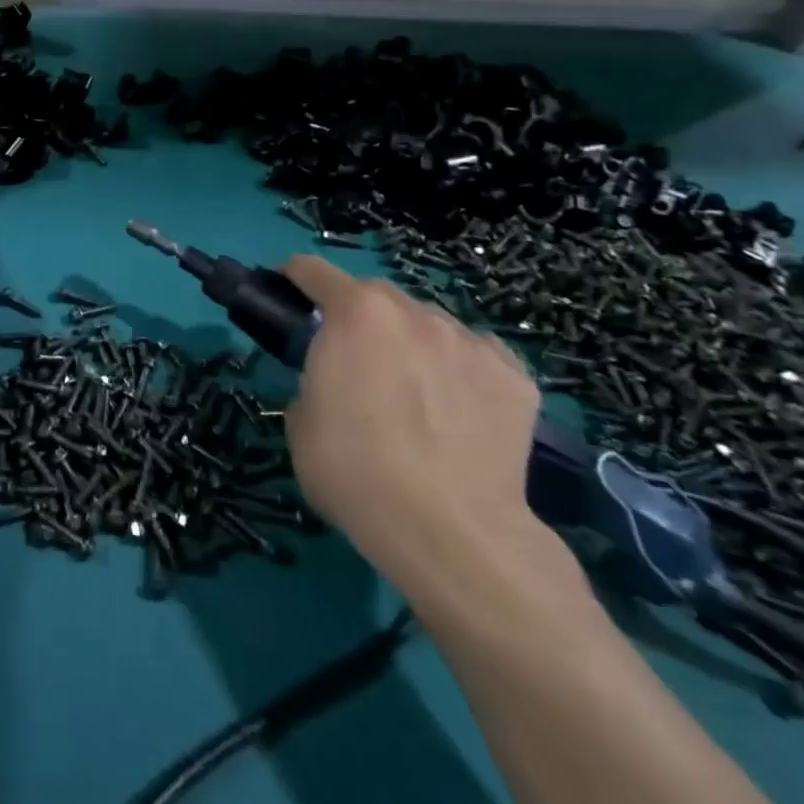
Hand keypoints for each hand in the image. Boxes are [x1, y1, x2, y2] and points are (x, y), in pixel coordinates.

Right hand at [280, 255, 560, 601]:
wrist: (451, 533)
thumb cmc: (354, 471)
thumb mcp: (301, 421)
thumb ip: (314, 380)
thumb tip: (333, 381)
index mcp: (355, 314)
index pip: (314, 271)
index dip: (294, 279)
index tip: (287, 296)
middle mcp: (414, 313)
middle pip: (376, 296)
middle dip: (358, 315)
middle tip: (353, 357)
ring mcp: (470, 343)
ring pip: (429, 324)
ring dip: (411, 341)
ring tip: (413, 389)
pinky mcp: (516, 378)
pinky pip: (475, 357)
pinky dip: (459, 370)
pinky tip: (457, 408)